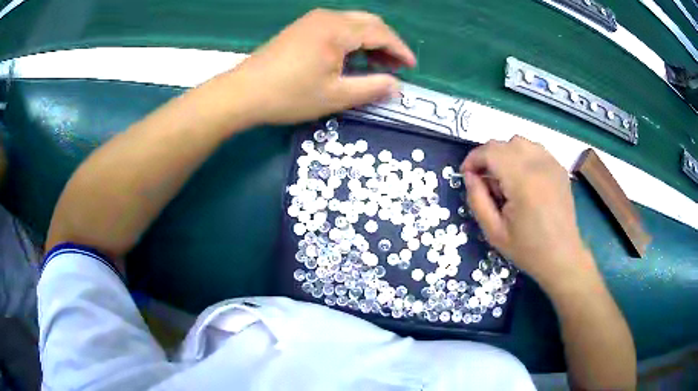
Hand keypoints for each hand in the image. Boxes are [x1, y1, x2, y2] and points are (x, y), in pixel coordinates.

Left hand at [227, 8, 415, 124]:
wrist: (243, 92)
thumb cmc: (289, 95)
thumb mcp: (336, 96)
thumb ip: (371, 88)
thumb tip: (397, 86)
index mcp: (338, 30)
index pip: (381, 33)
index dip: (400, 50)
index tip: (411, 67)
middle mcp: (328, 17)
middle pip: (369, 23)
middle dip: (387, 43)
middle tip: (396, 66)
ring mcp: (312, 20)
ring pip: (353, 23)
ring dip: (370, 41)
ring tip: (378, 64)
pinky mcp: (302, 27)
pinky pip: (337, 27)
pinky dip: (352, 40)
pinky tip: (353, 57)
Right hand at [460, 136, 592, 289]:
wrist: (562, 256)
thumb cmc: (527, 249)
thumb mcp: (494, 232)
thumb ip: (477, 200)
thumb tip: (469, 175)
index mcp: (522, 181)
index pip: (490, 152)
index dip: (473, 159)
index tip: (466, 174)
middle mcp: (538, 165)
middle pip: (504, 144)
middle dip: (487, 157)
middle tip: (484, 180)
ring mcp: (552, 164)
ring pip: (520, 142)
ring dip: (505, 154)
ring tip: (504, 178)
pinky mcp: (559, 168)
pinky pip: (535, 149)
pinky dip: (522, 156)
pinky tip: (522, 177)